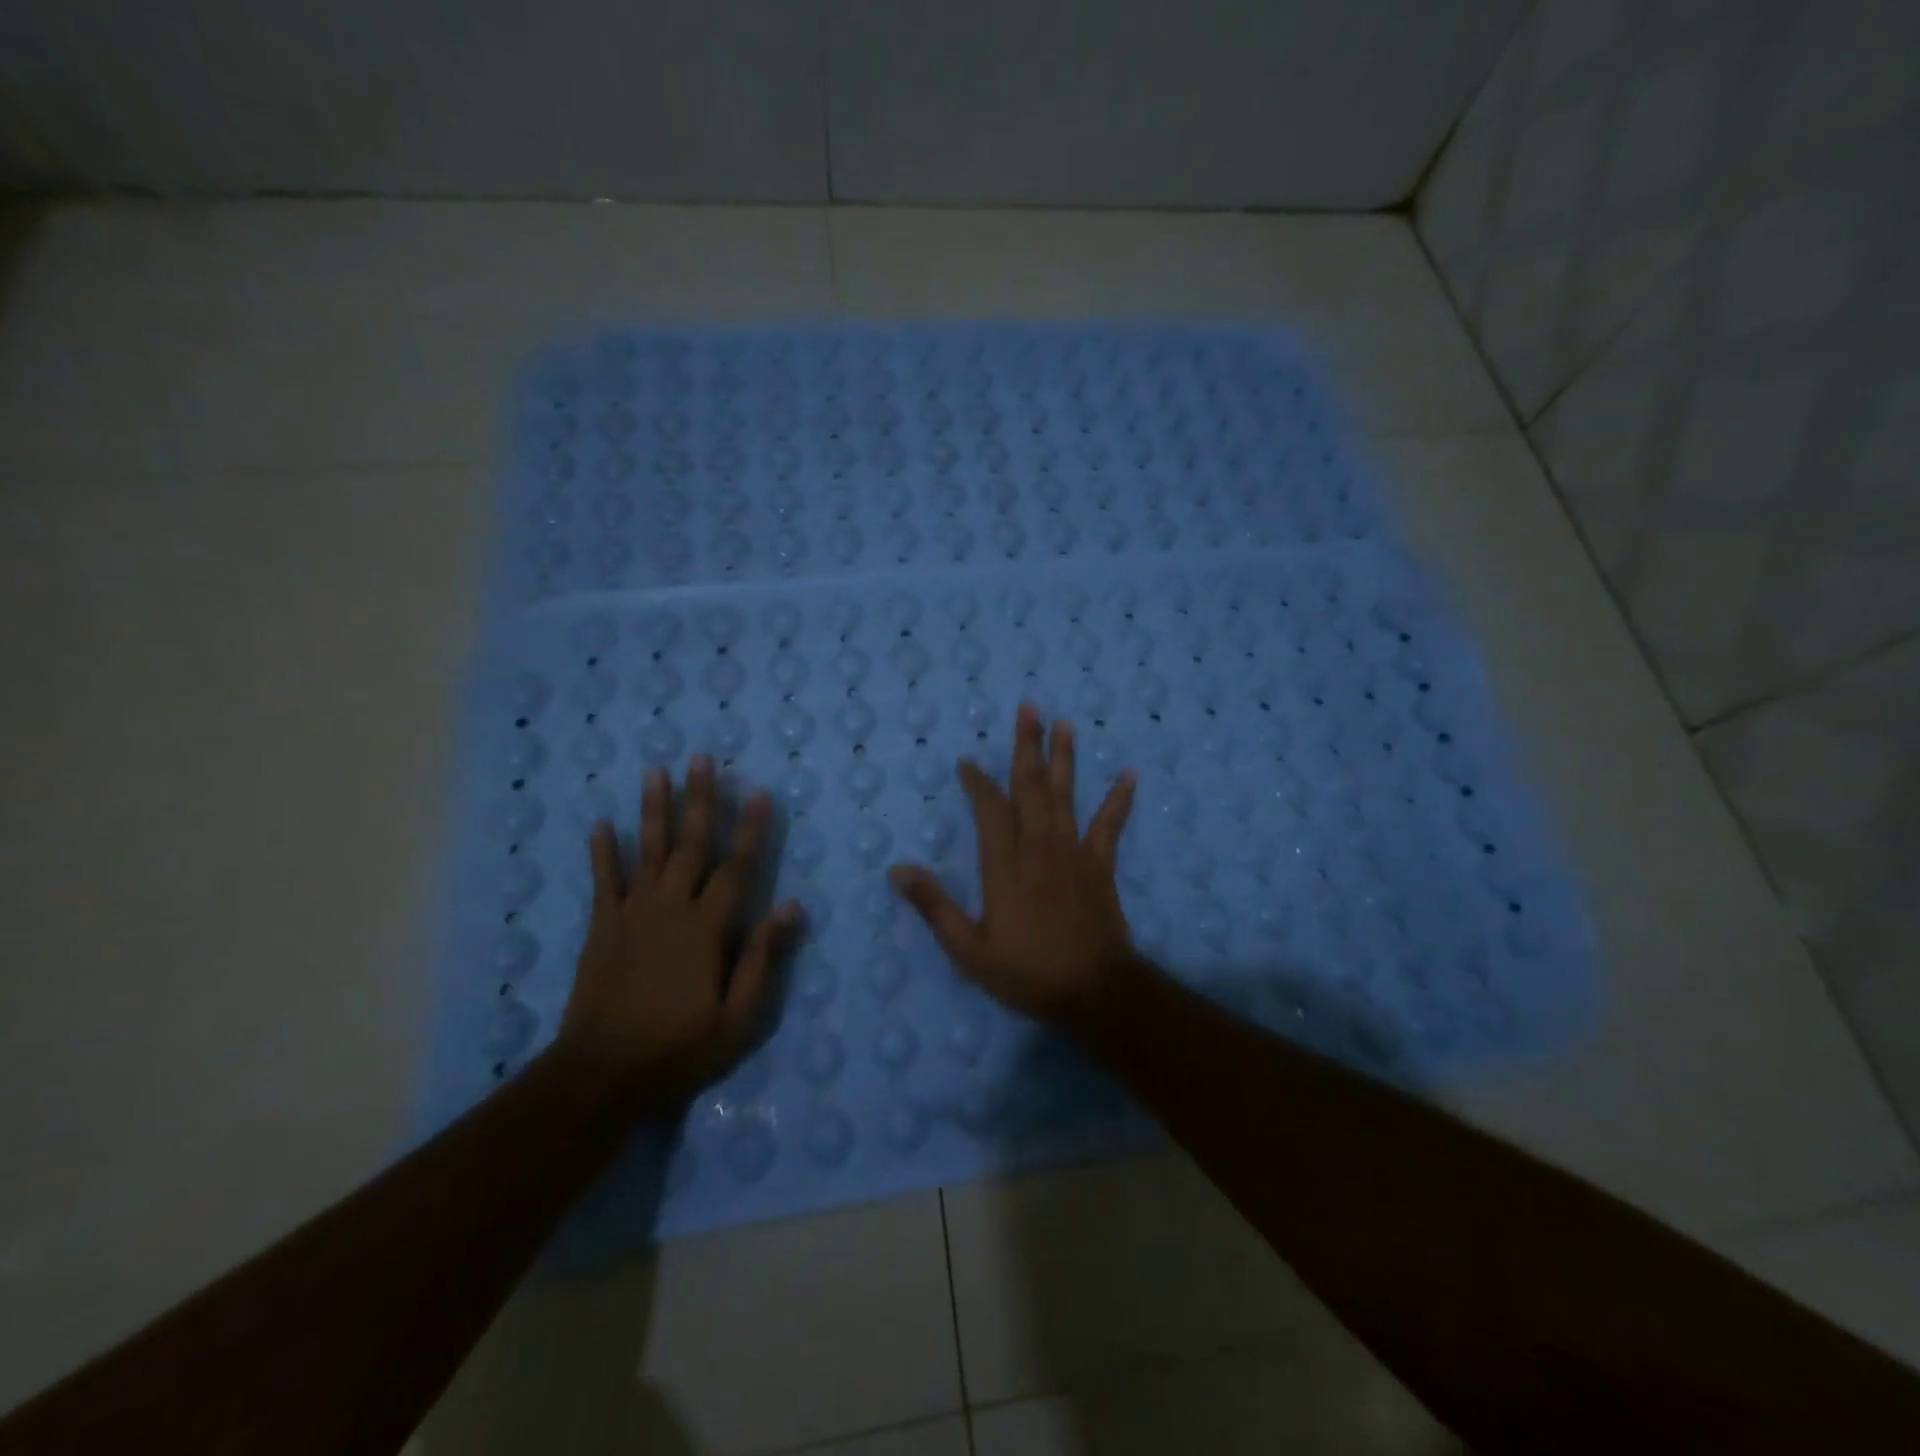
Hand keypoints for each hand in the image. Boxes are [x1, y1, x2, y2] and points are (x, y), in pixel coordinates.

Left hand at [561, 757, 801, 1106]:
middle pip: (689, 844)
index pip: (736, 867)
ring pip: (647, 850)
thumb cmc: (680, 1047)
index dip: (750, 828)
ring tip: (656, 772)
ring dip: (653, 810)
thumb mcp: (739, 1017)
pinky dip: (602, 852)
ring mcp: (632, 914)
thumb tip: (792, 907)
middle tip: (702, 758)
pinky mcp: (602, 927)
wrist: (602, 1074)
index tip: (758, 791)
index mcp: (708, 928)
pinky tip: (601, 824)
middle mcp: (671, 908)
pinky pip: (603, 881)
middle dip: (699, 799)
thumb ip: (764, 958)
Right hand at [890, 705, 1137, 1021]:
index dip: (978, 782)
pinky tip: (1129, 774)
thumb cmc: (1028, 973)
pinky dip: (1119, 799)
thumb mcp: (969, 950)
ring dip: (1064, 758)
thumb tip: (897, 870)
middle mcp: (1039, 848)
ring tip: (1065, 724)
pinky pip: (1110, 825)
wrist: (1094, 992)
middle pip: (1030, 787)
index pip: (989, 810)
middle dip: (1027, 746)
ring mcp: (1073, 853)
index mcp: (1005, 866)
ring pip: (1065, 795)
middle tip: (1028, 708)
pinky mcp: (1100, 865)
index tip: (968, 762)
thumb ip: (935, 907)